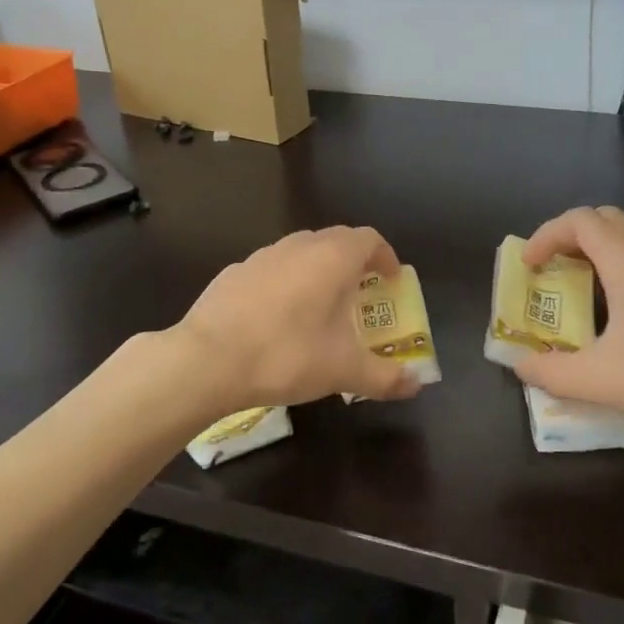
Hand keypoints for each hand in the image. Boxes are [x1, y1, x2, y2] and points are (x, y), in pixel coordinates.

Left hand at [177, 227, 420, 408]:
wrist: (207, 360)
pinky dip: (286, 282)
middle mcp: (299, 246)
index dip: (385, 257)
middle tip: (361, 295)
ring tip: (320, 307)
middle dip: (354, 263)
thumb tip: (416, 385)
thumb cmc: (286, 355)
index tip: (390, 282)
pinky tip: (277, 318)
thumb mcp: (343, 371)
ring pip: (301, 252)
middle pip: (336, 240)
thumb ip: (385, 377)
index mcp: (332, 258)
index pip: (369, 239)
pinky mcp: (234, 272)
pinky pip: (272, 269)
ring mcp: (262, 256)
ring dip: (318, 270)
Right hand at [515, 206, 623, 461]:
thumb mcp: (604, 381)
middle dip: (570, 240)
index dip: (545, 236)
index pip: (579, 220)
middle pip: (606, 222)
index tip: (529, 268)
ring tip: (585, 299)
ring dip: (601, 257)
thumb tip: (521, 366)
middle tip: (552, 275)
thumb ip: (552, 372)